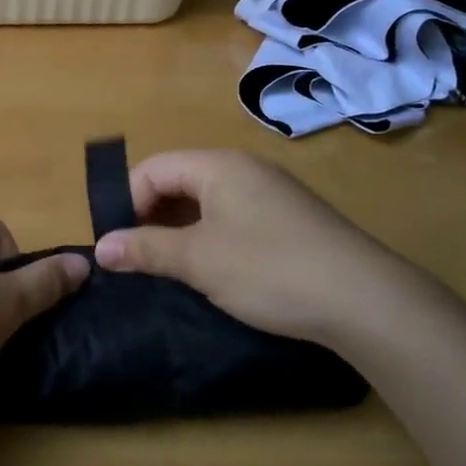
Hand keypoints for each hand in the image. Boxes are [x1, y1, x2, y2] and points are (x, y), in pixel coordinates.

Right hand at [93, 149, 444, 348]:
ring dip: (180, 231)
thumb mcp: (198, 261)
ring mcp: (271, 193)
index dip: (126, 202)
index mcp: (218, 166)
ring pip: (206, 202)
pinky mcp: (289, 220)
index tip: (119, 246)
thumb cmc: (269, 269)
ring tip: (171, 270)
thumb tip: (99, 248)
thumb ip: (145, 250)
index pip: (153, 169)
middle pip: (179, 181)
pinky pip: (233, 218)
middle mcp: (244, 169)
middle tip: (140, 260)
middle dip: (151, 217)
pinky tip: (214, 272)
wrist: (365, 300)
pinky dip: (211, 238)